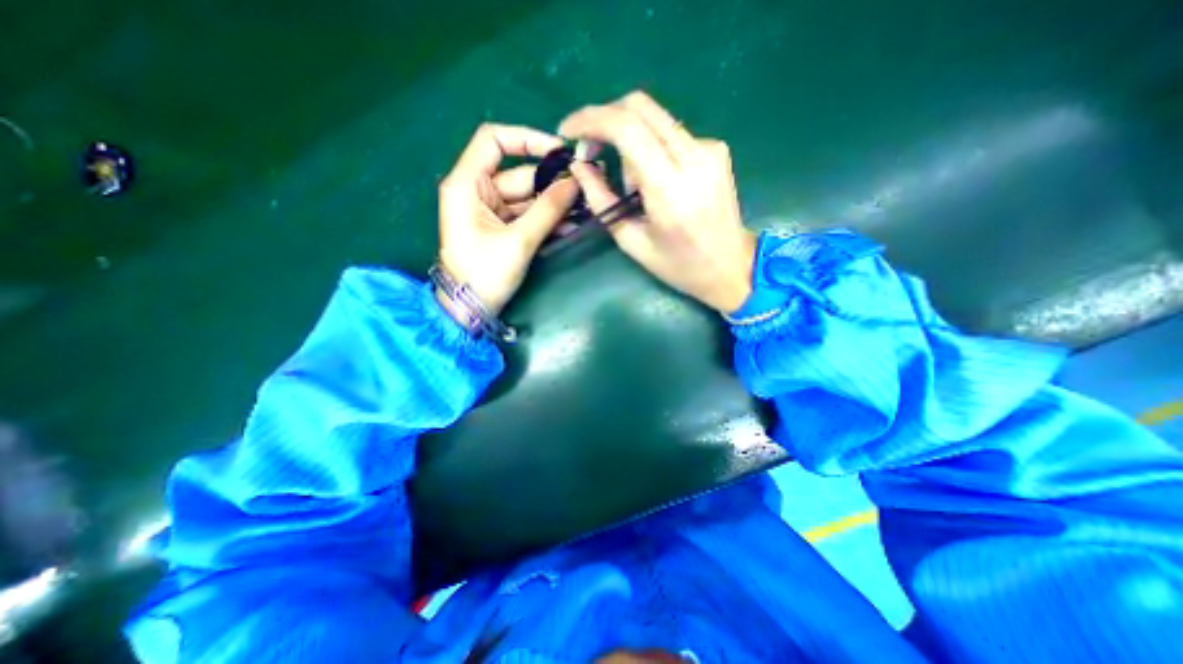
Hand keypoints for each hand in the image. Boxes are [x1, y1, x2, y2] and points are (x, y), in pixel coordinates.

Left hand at [435, 121, 579, 317]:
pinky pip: (527, 216)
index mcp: (468, 184)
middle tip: (585, 192)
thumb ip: (548, 210)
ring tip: (584, 212)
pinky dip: (547, 221)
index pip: (494, 141)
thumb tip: (575, 182)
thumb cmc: (485, 275)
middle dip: (553, 185)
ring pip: (528, 198)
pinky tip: (570, 227)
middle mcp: (477, 191)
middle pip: (520, 175)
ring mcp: (491, 211)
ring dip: (555, 206)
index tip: (560, 152)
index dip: (528, 139)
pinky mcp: (501, 228)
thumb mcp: (518, 241)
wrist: (469, 310)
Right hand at [557, 90, 756, 315]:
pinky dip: (651, 149)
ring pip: (653, 119)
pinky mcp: (716, 149)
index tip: (567, 131)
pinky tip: (655, 181)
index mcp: (669, 189)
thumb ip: (602, 200)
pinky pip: (670, 133)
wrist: (730, 265)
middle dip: (603, 119)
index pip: (626, 127)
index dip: (590, 119)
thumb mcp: (631, 241)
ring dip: (628, 140)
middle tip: (589, 149)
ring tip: (631, 186)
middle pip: (640, 107)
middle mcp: (693, 157)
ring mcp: (709, 149)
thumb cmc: (678, 265)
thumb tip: (580, 166)